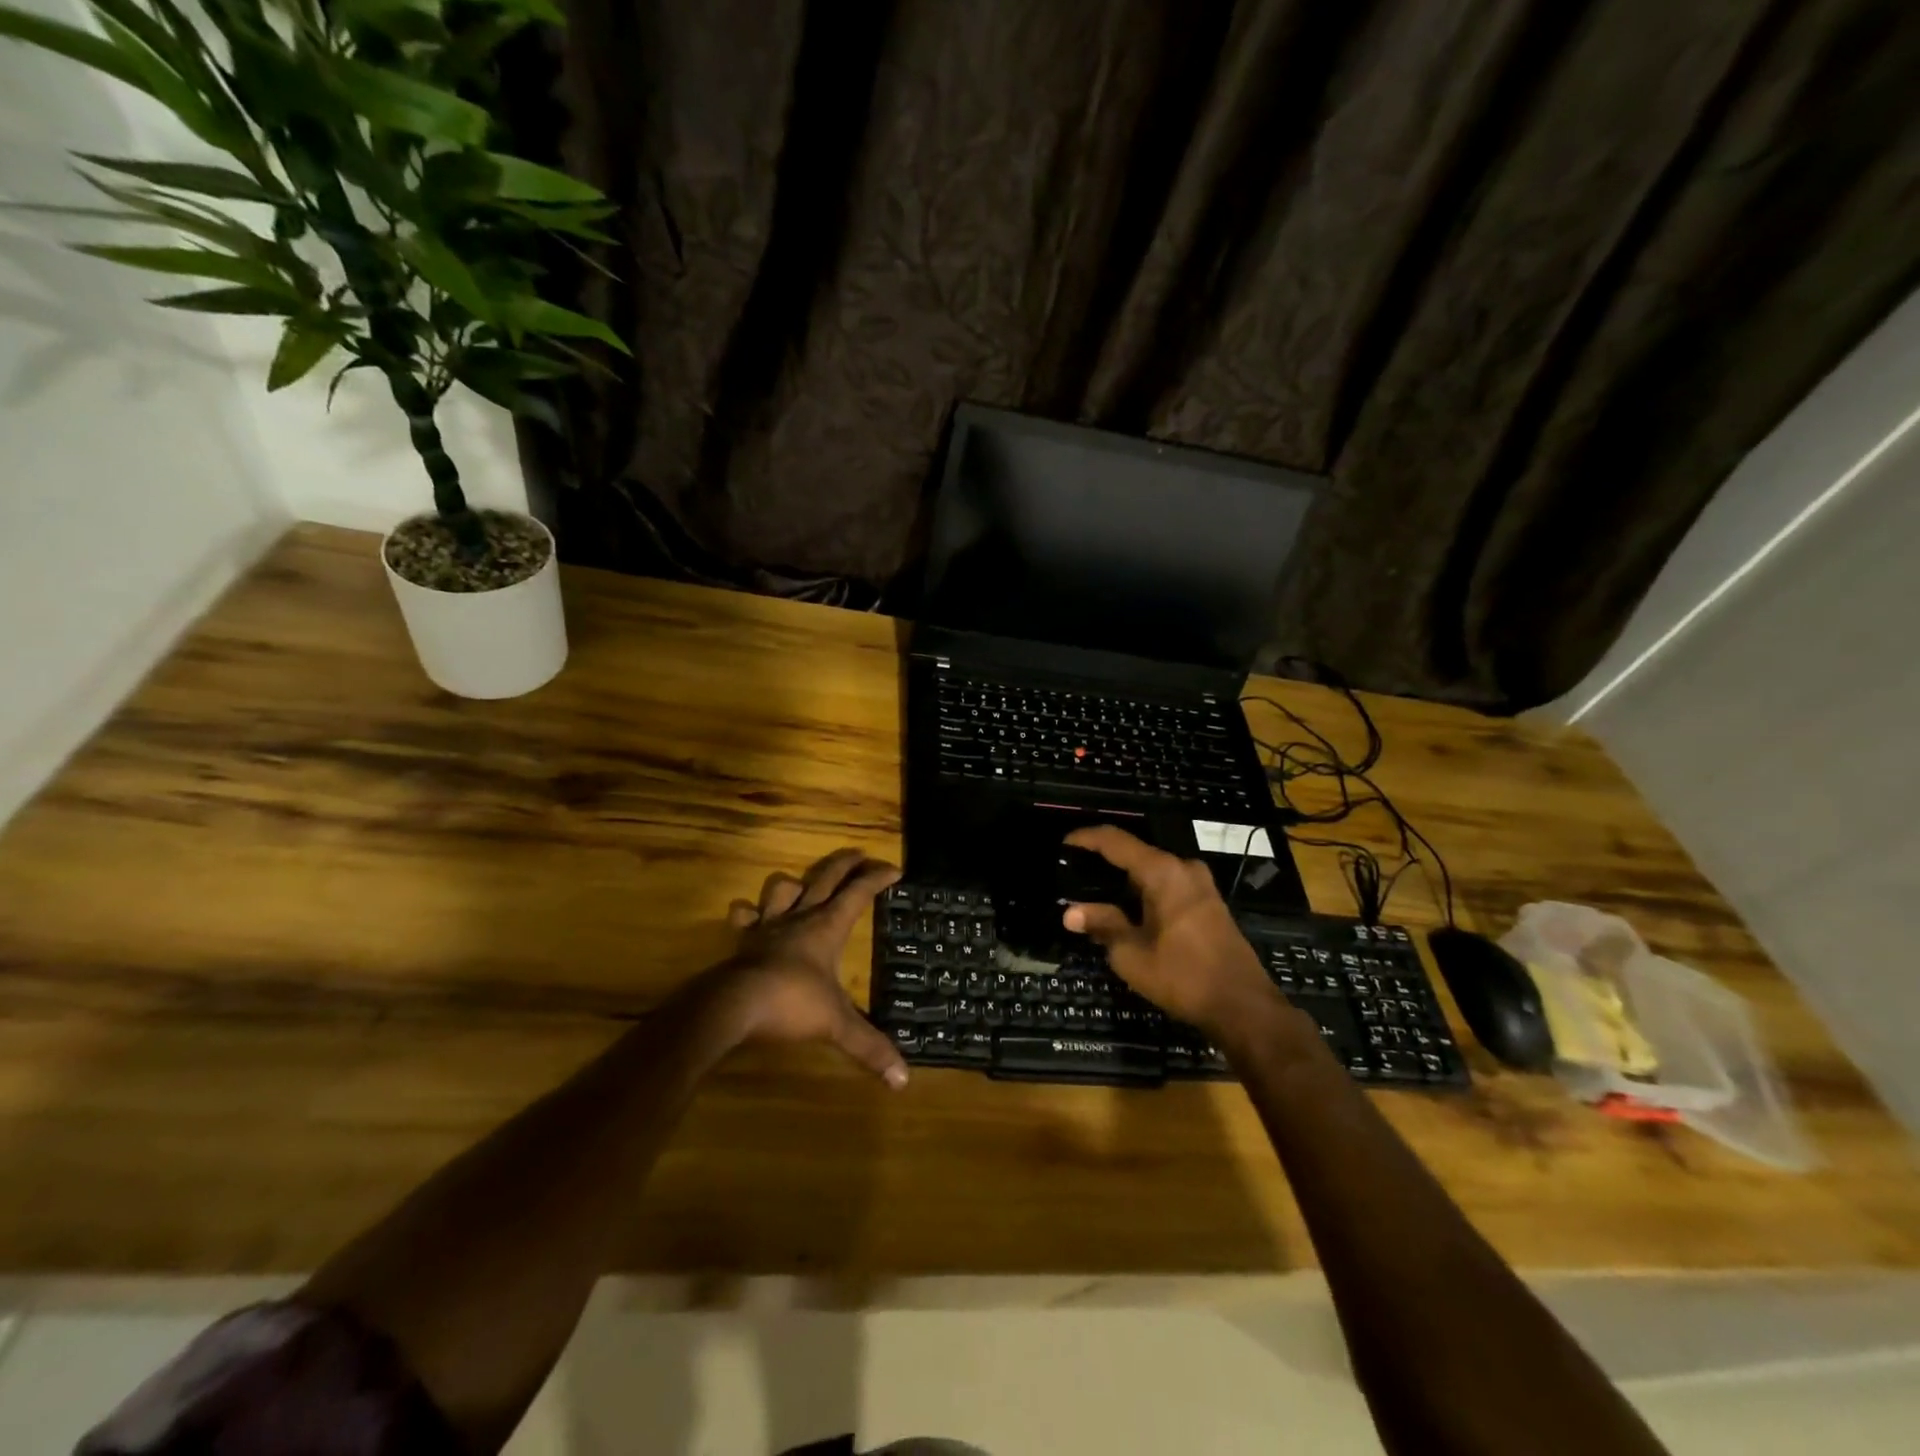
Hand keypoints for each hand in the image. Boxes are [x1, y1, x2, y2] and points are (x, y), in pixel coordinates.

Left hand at [694, 848, 909, 1087]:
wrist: (734, 1006)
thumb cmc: (791, 1004)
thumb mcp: (837, 1025)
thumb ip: (870, 1047)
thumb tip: (903, 1080)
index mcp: (827, 927)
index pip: (859, 893)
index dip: (878, 878)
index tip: (895, 869)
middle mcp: (800, 917)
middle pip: (825, 877)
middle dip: (845, 863)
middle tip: (860, 854)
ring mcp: (768, 926)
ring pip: (783, 887)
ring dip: (796, 882)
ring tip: (804, 885)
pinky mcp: (743, 940)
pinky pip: (744, 916)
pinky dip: (749, 912)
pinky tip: (751, 916)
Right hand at [1060, 826, 1281, 1039]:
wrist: (1243, 1006)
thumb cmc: (1182, 976)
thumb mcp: (1131, 953)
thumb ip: (1102, 924)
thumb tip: (1070, 912)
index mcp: (1162, 871)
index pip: (1115, 841)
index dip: (1086, 838)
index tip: (1063, 844)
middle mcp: (1183, 868)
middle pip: (1135, 853)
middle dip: (1103, 861)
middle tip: (1074, 873)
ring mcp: (1200, 884)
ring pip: (1152, 870)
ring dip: (1124, 879)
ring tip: (1094, 892)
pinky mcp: (1208, 902)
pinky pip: (1167, 884)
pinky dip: (1143, 891)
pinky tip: (1126, 908)